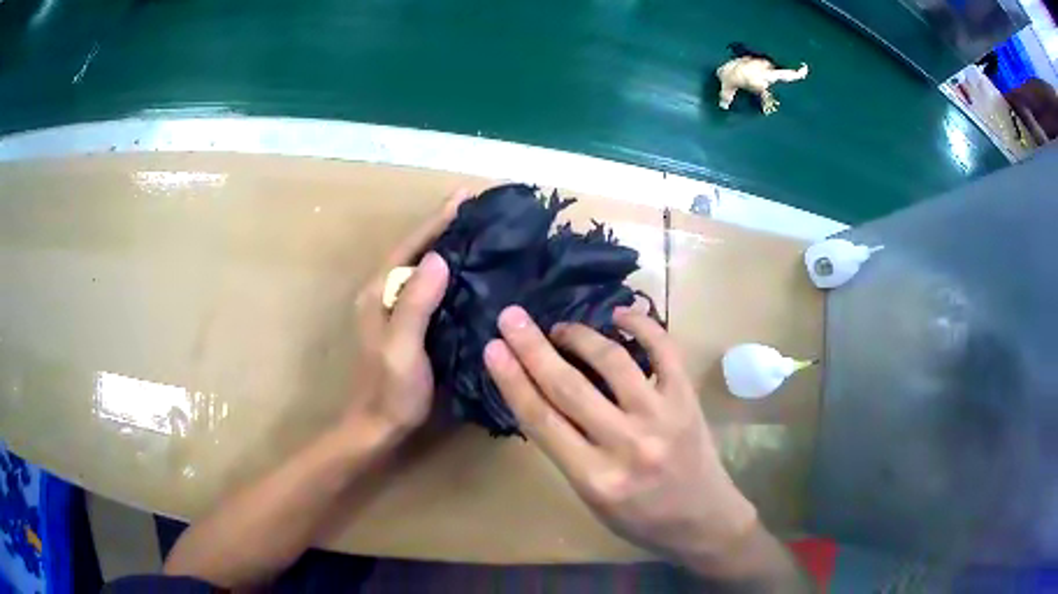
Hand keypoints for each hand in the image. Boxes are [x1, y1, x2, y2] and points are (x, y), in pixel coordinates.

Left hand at [346, 190, 468, 439]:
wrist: (379, 426)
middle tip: (478, 209)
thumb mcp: (401, 348)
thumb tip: (438, 258)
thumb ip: (415, 304)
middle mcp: (384, 293)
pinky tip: (471, 270)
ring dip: (447, 245)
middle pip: (415, 250)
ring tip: (479, 230)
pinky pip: (429, 286)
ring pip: (422, 266)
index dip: (437, 220)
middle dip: (444, 226)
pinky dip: (449, 271)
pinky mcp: (408, 322)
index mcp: (379, 293)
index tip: (465, 196)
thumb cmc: (391, 391)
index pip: (410, 247)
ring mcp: (395, 308)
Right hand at [483, 305, 757, 569]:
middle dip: (533, 347)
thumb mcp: (592, 499)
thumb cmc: (641, 519)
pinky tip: (619, 314)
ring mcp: (661, 417)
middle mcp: (626, 445)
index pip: (542, 420)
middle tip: (511, 317)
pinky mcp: (687, 399)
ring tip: (561, 328)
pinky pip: (664, 350)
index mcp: (595, 478)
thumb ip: (567, 452)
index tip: (493, 349)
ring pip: (613, 361)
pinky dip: (641, 324)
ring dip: (580, 335)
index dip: (512, 380)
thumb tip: (542, 398)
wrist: (703, 521)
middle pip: (568, 386)